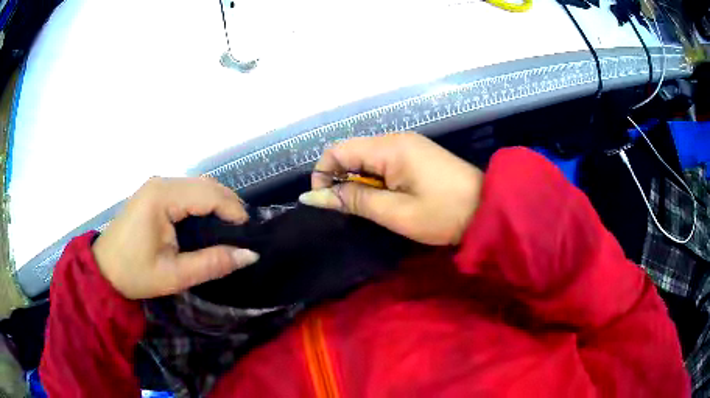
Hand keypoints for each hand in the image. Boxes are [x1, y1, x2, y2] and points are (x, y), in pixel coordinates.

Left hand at [92, 177, 258, 299]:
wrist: (103, 270)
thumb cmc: (135, 274)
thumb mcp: (174, 275)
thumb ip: (212, 264)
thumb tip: (249, 254)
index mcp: (162, 197)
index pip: (208, 194)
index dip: (233, 210)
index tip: (249, 234)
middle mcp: (160, 183)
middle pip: (205, 184)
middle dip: (229, 205)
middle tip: (243, 233)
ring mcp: (156, 185)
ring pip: (198, 185)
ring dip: (217, 202)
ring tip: (230, 228)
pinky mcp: (154, 192)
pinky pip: (187, 190)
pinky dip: (204, 203)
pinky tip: (208, 221)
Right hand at [299, 132, 482, 244]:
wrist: (488, 209)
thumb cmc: (443, 214)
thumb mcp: (396, 212)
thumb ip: (354, 201)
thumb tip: (313, 197)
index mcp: (390, 147)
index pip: (338, 150)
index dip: (323, 174)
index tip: (325, 202)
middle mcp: (396, 139)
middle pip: (352, 152)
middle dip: (342, 179)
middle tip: (352, 210)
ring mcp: (409, 145)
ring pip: (367, 158)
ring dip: (360, 182)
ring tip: (372, 207)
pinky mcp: (417, 155)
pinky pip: (384, 162)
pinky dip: (376, 180)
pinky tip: (387, 198)